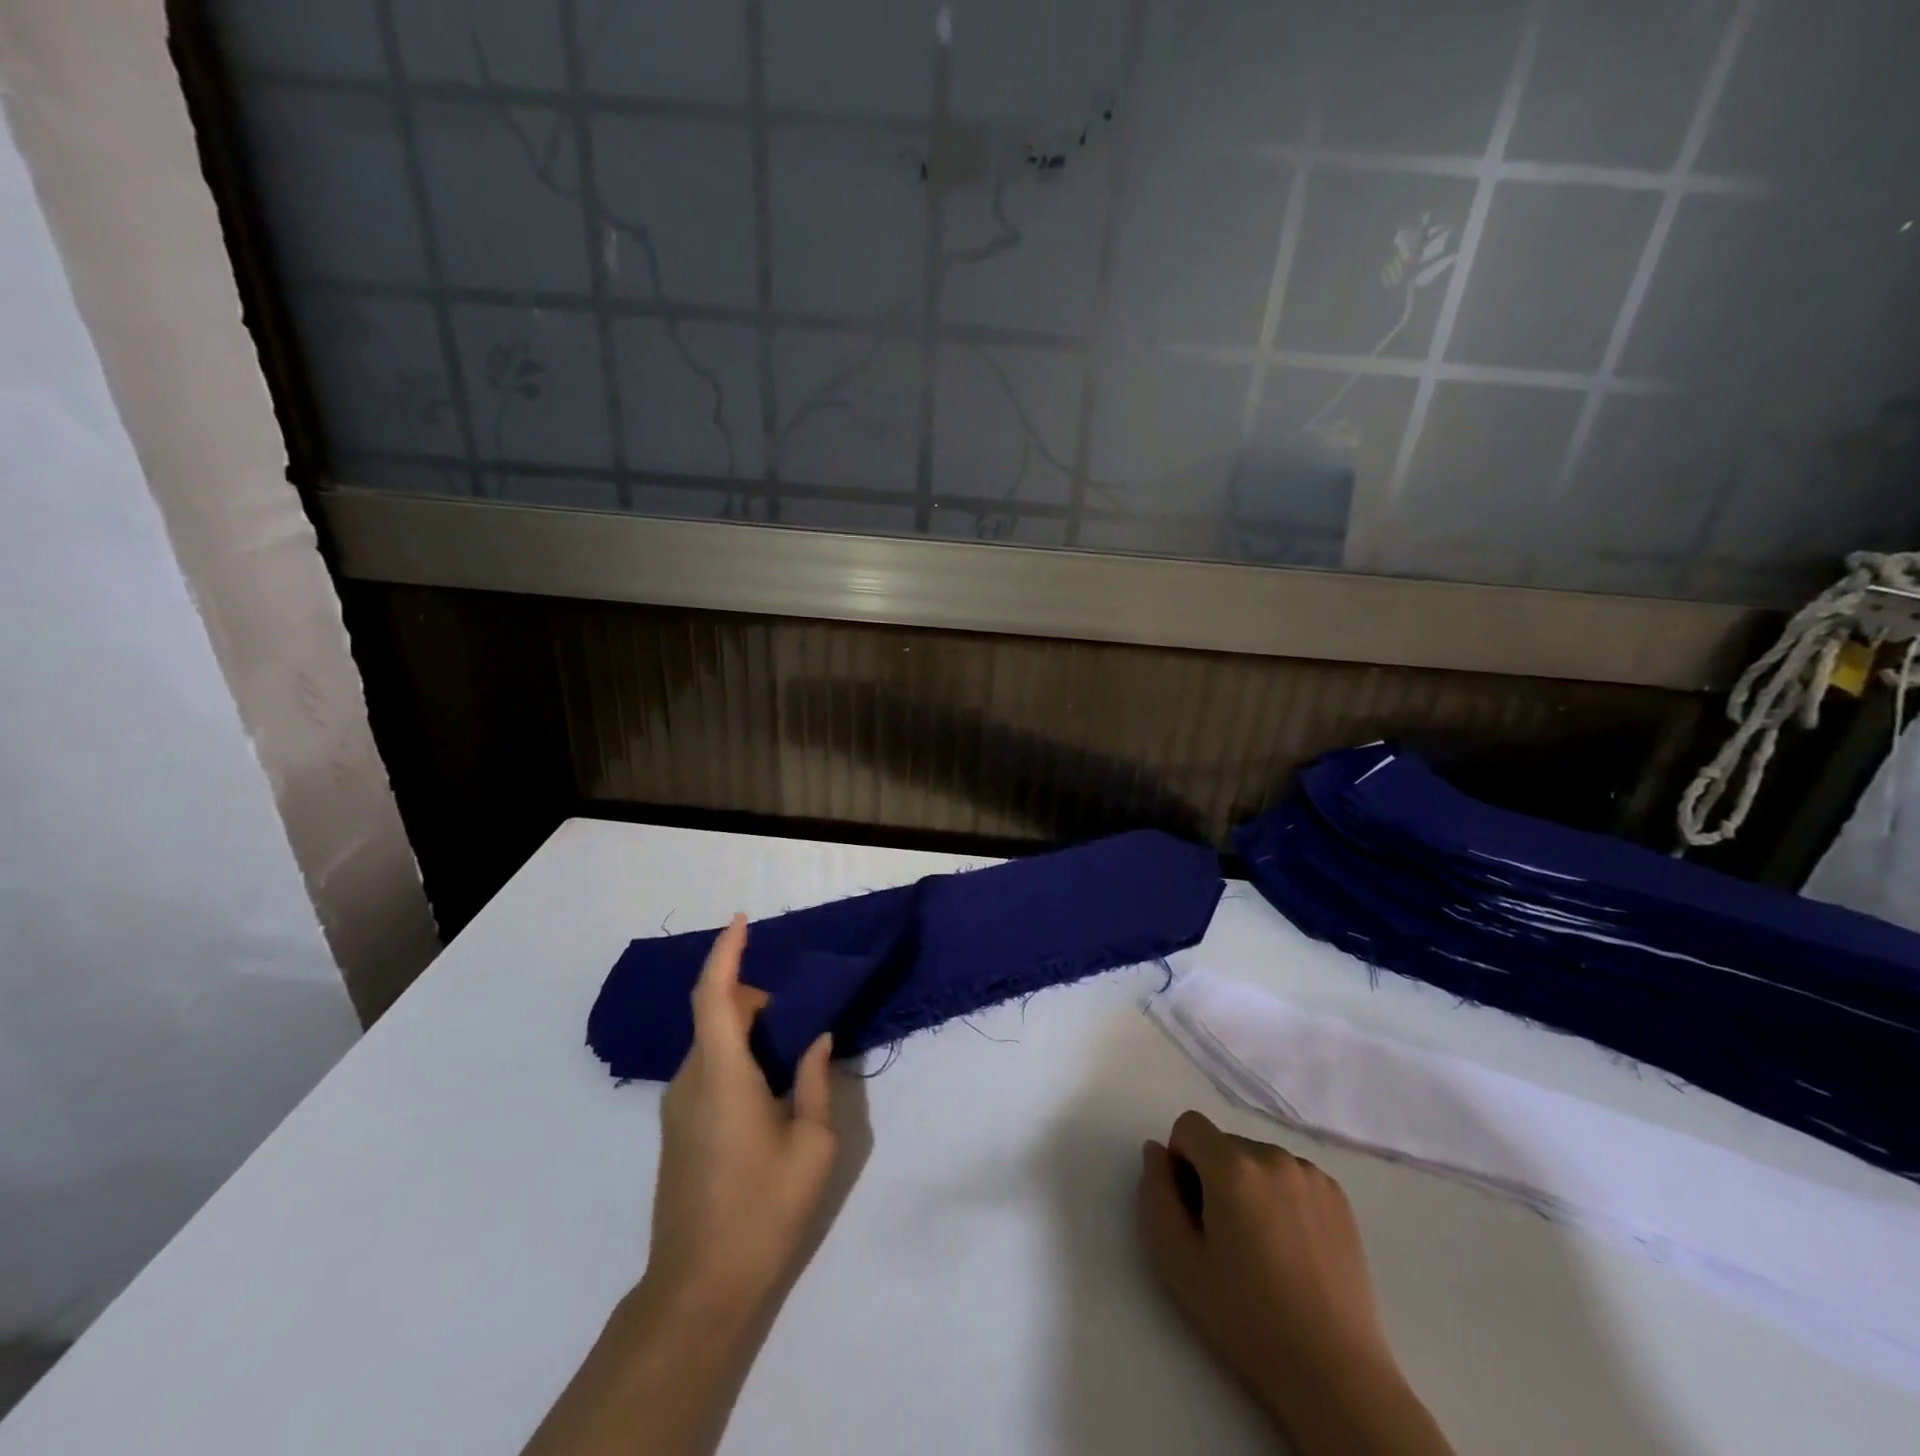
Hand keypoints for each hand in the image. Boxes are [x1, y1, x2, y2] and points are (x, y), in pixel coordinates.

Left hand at [646, 914, 836, 1325]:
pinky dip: (735, 1053)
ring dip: (746, 1027)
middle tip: (800, 1013)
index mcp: (723, 1076)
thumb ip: (815, 1081)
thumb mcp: (813, 1145)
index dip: (726, 952)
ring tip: (790, 1050)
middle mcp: (692, 1080)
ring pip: (711, 1041)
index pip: (714, 995)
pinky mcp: (677, 1127)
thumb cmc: (763, 1211)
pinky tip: (768, 1085)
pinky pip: (707, 1067)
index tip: (742, 919)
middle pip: (715, 1013)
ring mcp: (678, 1105)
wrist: (697, 1288)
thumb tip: (816, 1039)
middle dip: (753, 996)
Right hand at [1139, 1111, 1453, 1455]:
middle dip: (1215, 1176)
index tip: (1193, 1211)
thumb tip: (1156, 1150)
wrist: (1334, 1374)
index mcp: (1232, 1166)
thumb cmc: (1246, 1319)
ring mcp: (1311, 1174)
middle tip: (1226, 1238)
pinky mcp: (1337, 1196)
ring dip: (1249, 1186)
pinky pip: (1291, 1176)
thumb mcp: (1177, 1261)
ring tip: (1263, 1247)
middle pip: (1224, 1144)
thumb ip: (1156, 1193)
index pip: (1188, 1126)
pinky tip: (1292, 1248)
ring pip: (1258, 1159)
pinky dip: (1282, 1196)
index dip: (1180, 1162)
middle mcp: (1273, 1155)